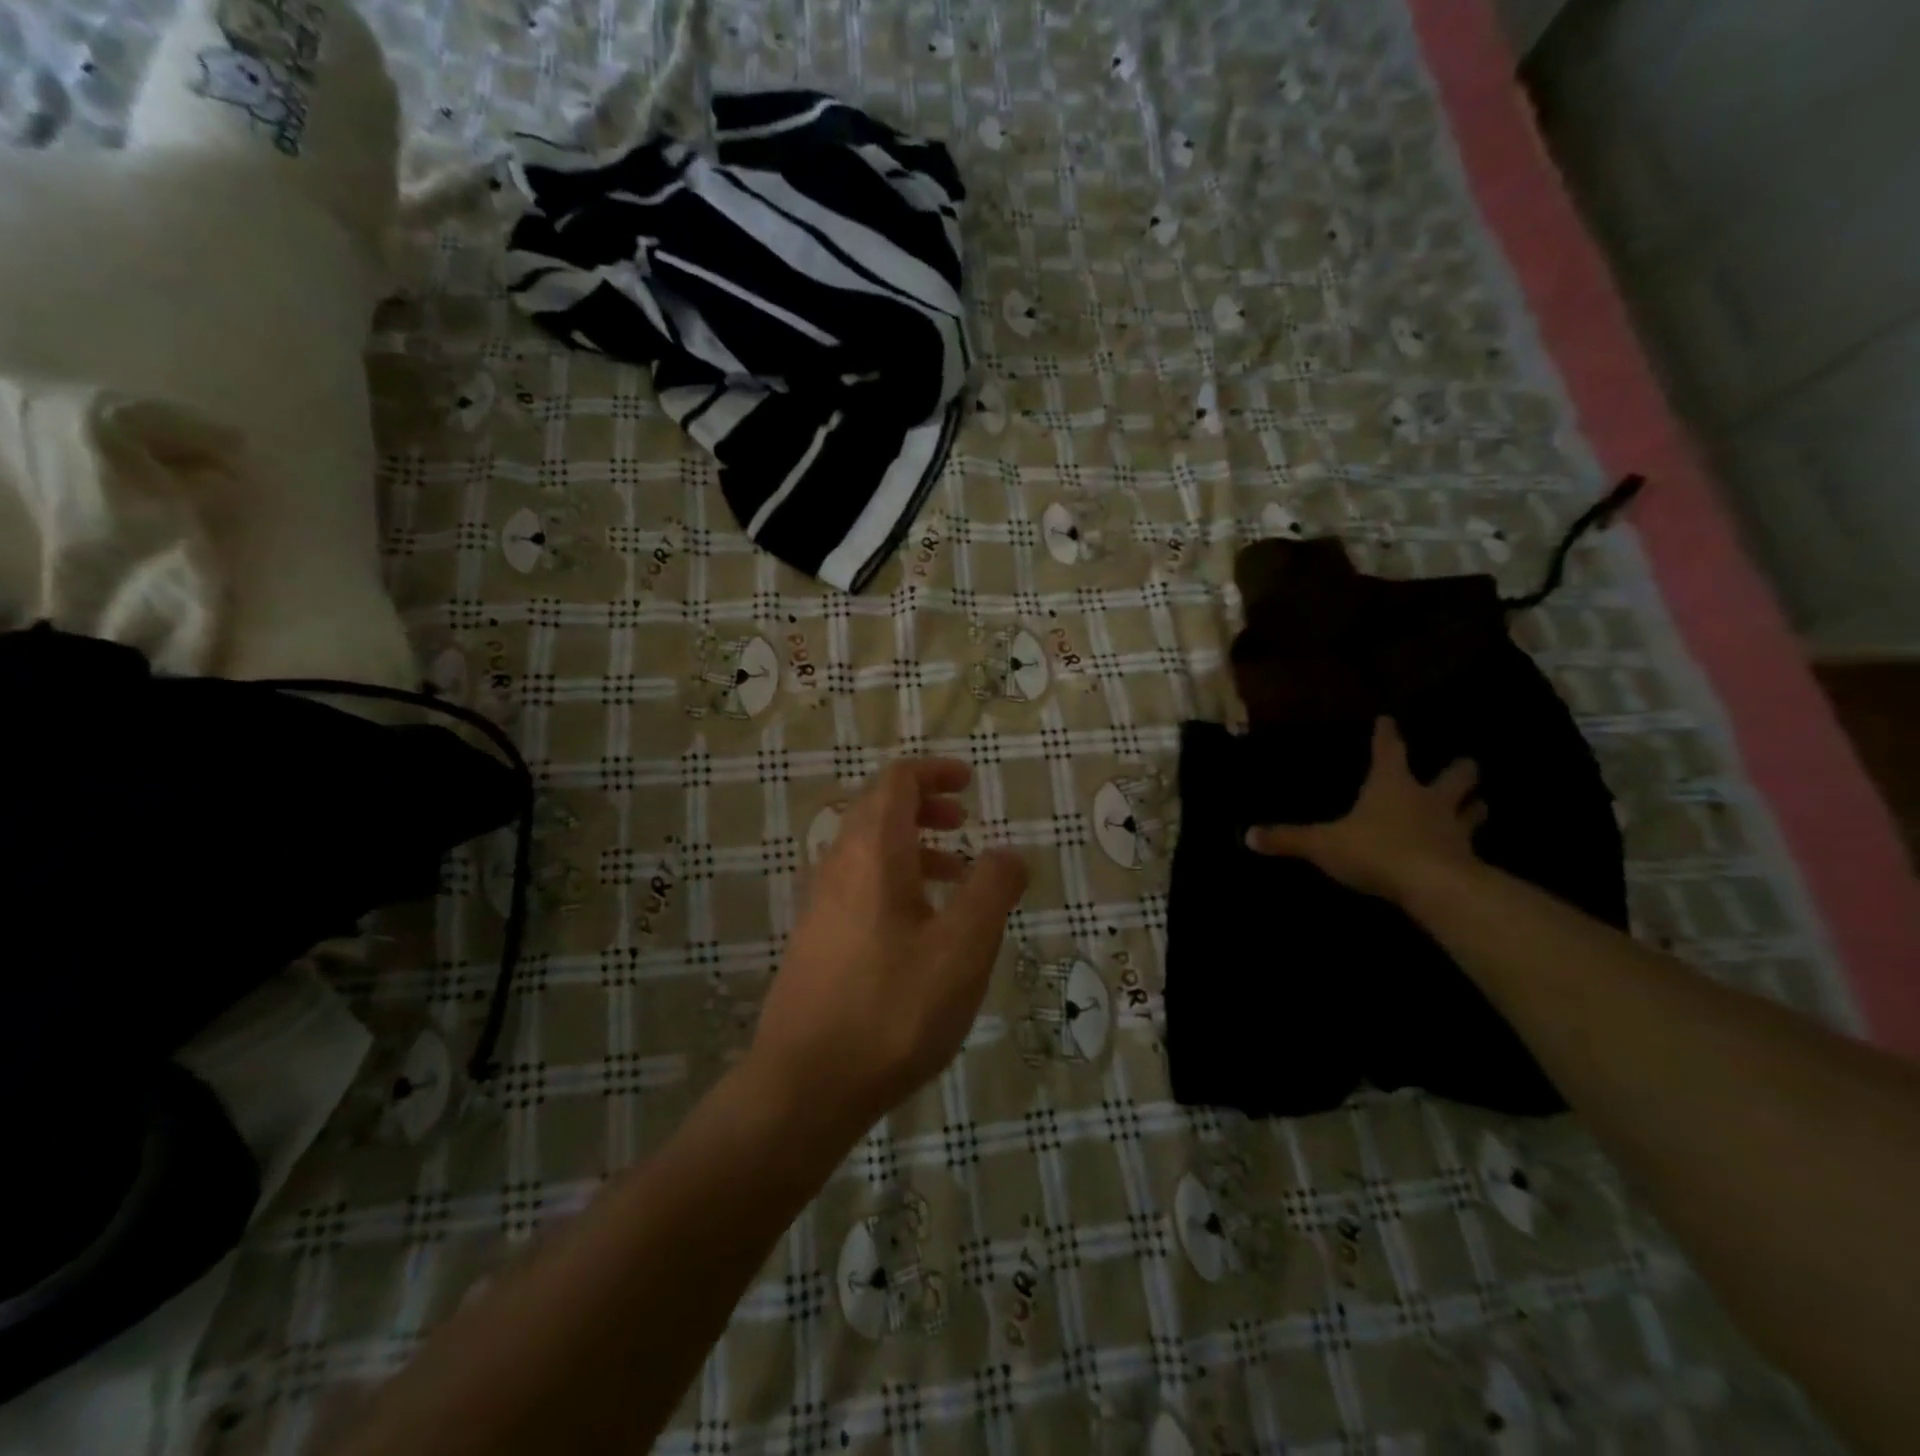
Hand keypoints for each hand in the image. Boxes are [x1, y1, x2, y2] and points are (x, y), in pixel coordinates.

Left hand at [749, 758, 1027, 1136]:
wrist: (805, 1086)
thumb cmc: (892, 1009)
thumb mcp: (962, 948)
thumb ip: (991, 891)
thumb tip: (1009, 853)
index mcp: (872, 853)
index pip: (896, 781)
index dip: (934, 772)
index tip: (969, 783)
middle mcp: (838, 866)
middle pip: (878, 809)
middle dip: (924, 805)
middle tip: (963, 820)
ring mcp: (821, 904)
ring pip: (868, 851)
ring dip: (913, 846)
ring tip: (956, 876)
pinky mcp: (816, 939)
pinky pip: (859, 885)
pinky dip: (895, 881)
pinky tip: (922, 927)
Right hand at [1245, 716, 1485, 903]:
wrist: (1434, 887)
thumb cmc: (1376, 850)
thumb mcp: (1323, 844)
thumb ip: (1288, 839)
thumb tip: (1247, 835)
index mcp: (1392, 784)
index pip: (1390, 750)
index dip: (1387, 734)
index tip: (1389, 719)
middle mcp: (1428, 799)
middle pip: (1455, 775)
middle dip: (1459, 769)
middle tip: (1463, 765)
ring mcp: (1454, 829)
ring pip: (1474, 809)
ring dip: (1474, 805)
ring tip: (1477, 803)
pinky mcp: (1469, 859)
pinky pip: (1473, 847)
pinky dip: (1472, 846)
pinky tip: (1470, 851)